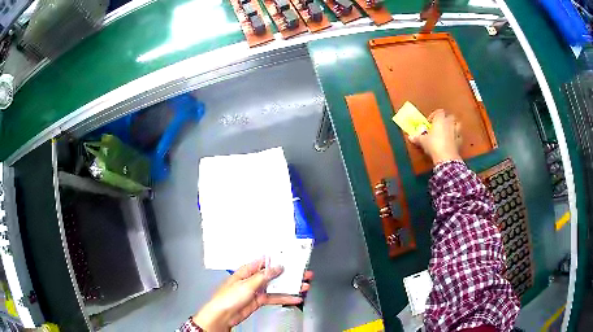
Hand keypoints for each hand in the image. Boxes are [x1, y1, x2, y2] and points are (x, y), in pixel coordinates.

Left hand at [193, 258, 313, 330]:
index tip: (292, 257)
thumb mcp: (247, 284)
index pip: (265, 262)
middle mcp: (253, 279)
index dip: (278, 259)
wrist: (223, 315)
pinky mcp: (260, 301)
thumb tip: (277, 267)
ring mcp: (257, 290)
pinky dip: (285, 298)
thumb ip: (264, 276)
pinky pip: (275, 298)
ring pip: (277, 286)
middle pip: (274, 274)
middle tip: (303, 272)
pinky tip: (295, 298)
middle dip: (289, 273)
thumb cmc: (227, 298)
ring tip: (304, 285)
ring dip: (290, 286)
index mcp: (247, 271)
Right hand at [409, 109, 462, 164]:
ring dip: (454, 126)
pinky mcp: (460, 141)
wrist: (445, 157)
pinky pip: (459, 136)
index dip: (434, 115)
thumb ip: (417, 138)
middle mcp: (449, 123)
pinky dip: (457, 138)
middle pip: (450, 116)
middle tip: (440, 125)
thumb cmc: (433, 145)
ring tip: (448, 131)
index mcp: (440, 120)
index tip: (430, 122)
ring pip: (457, 124)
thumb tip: (410, 137)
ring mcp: (456, 132)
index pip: (439, 112)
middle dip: (446, 119)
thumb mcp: (423, 141)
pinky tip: (453, 142)